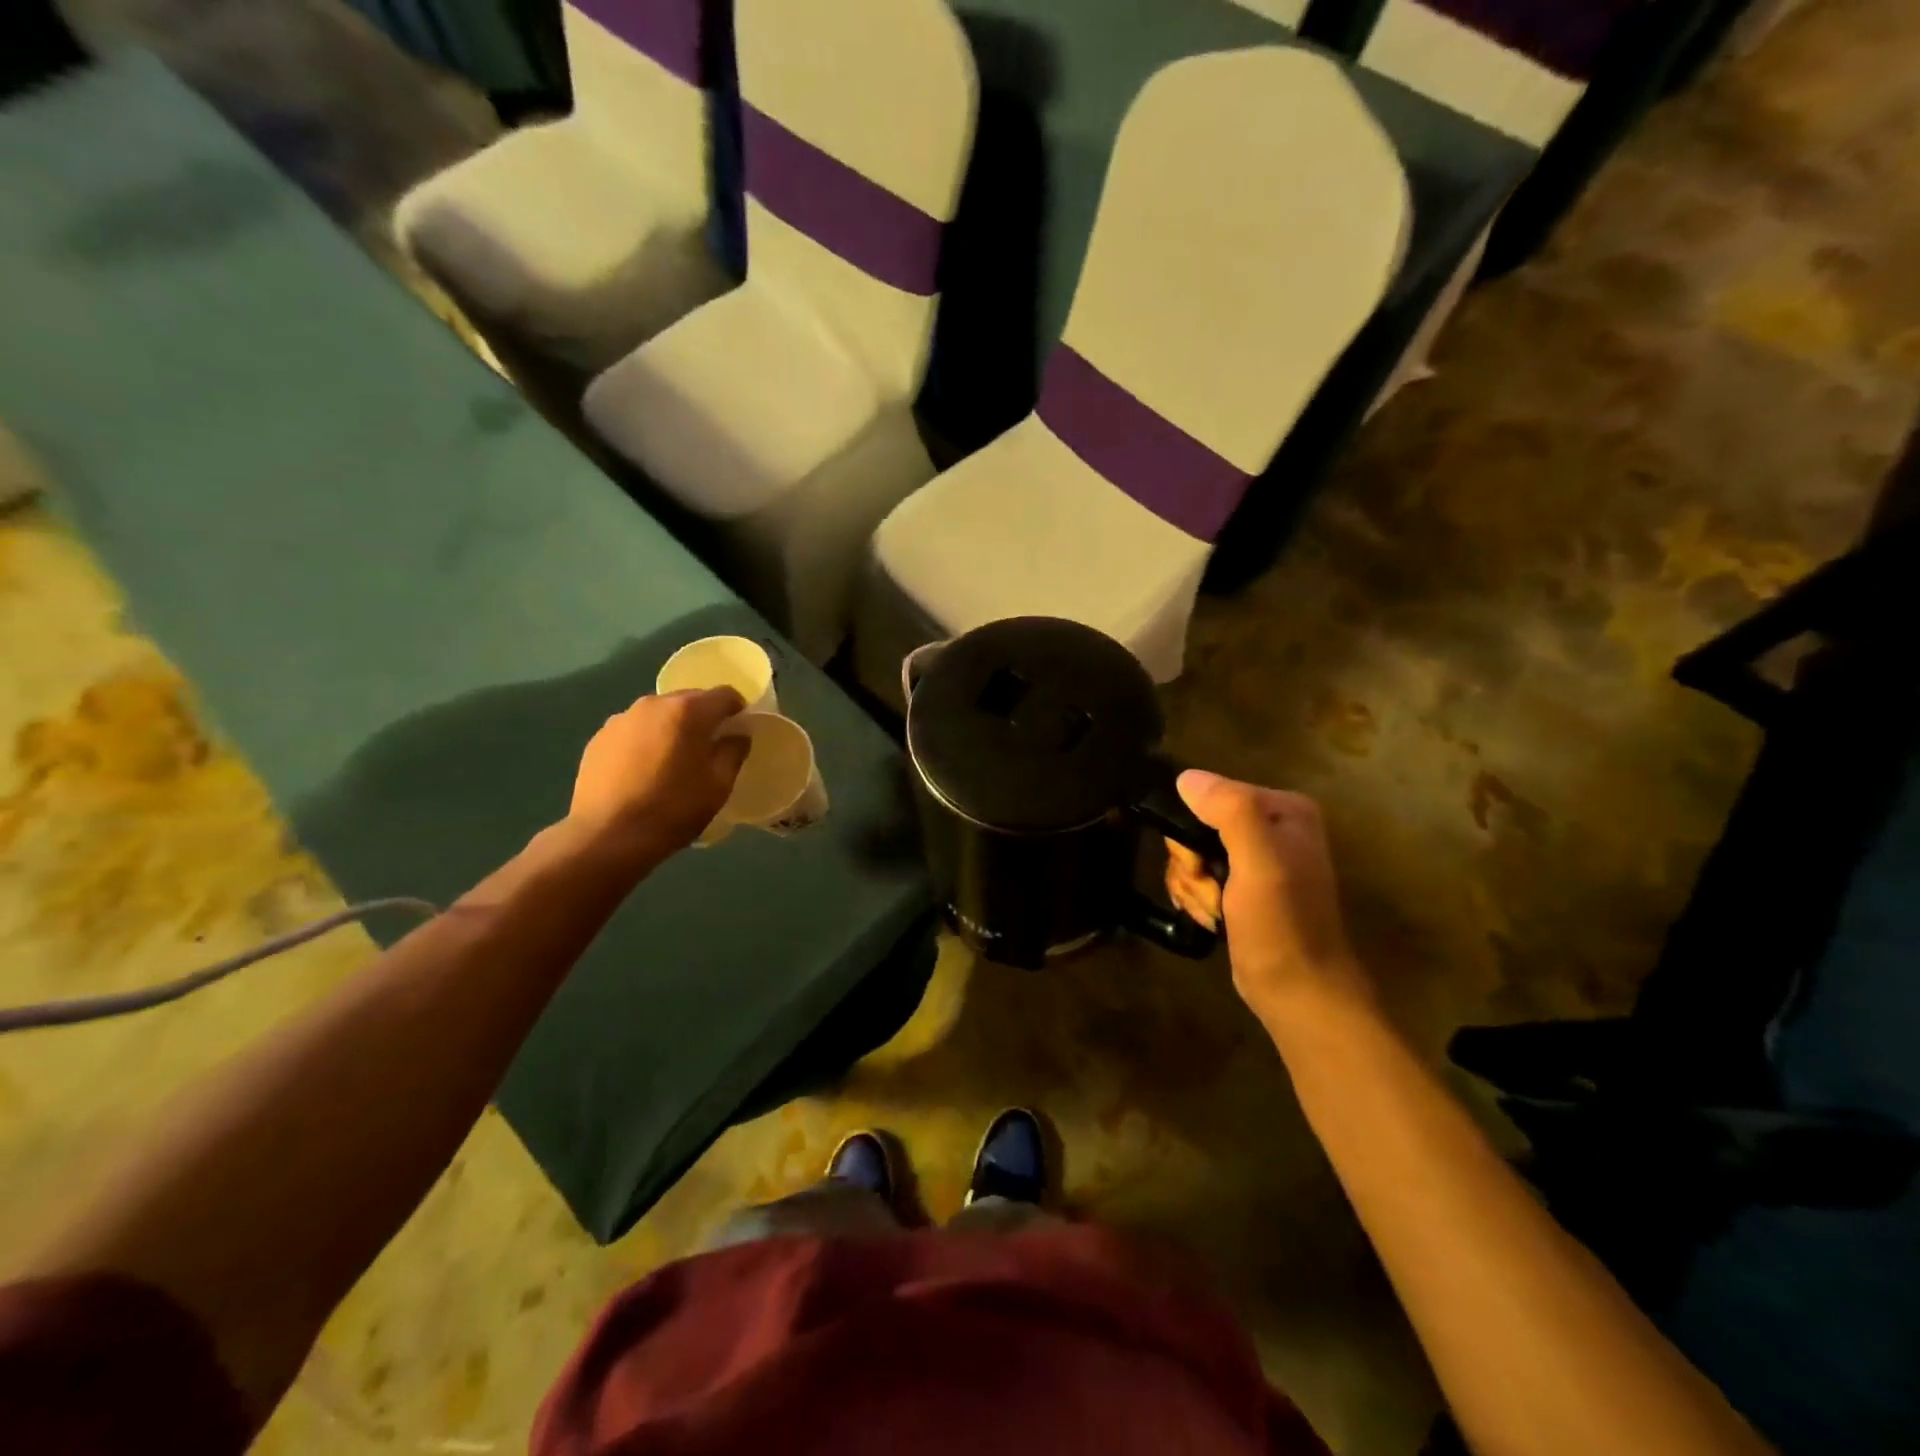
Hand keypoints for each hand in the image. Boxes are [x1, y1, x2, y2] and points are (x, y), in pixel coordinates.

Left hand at [568, 688, 749, 860]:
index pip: (725, 695)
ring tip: (672, 762)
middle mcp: (653, 704)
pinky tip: (643, 772)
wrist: (607, 835)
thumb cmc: (673, 809)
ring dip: (672, 729)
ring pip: (659, 715)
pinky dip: (645, 742)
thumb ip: (734, 751)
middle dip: (703, 718)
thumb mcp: (719, 785)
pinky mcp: (599, 738)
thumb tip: (737, 735)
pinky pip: (634, 731)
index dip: (738, 710)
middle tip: (708, 750)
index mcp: (688, 711)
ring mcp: (621, 719)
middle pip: (689, 700)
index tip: (739, 732)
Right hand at [1165, 771, 1370, 1029]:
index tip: (1204, 866)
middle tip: (1212, 892)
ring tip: (1215, 912)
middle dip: (1193, 864)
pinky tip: (1212, 919)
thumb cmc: (1282, 926)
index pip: (1210, 796)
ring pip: (1191, 855)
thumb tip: (1186, 778)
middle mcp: (1270, 827)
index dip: (1194, 831)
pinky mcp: (1241, 888)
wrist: (1297, 992)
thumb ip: (1230, 811)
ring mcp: (1255, 859)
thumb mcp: (1260, 862)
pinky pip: (1197, 877)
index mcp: (1284, 810)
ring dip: (1193, 887)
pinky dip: (1196, 899)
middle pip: (1196, 827)